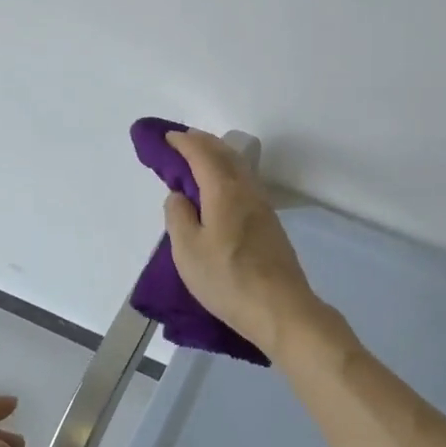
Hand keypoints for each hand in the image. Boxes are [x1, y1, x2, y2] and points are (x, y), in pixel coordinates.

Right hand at [163, 129, 329, 361]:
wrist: (280, 309)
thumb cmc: (227, 279)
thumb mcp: (187, 250)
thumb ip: (178, 215)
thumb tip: (179, 195)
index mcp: (224, 190)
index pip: (201, 153)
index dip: (182, 142)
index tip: (165, 137)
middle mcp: (246, 189)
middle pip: (224, 153)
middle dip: (201, 142)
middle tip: (179, 141)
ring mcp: (262, 205)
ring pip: (237, 166)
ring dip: (216, 155)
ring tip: (197, 160)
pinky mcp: (269, 222)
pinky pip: (244, 181)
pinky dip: (227, 172)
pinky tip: (219, 187)